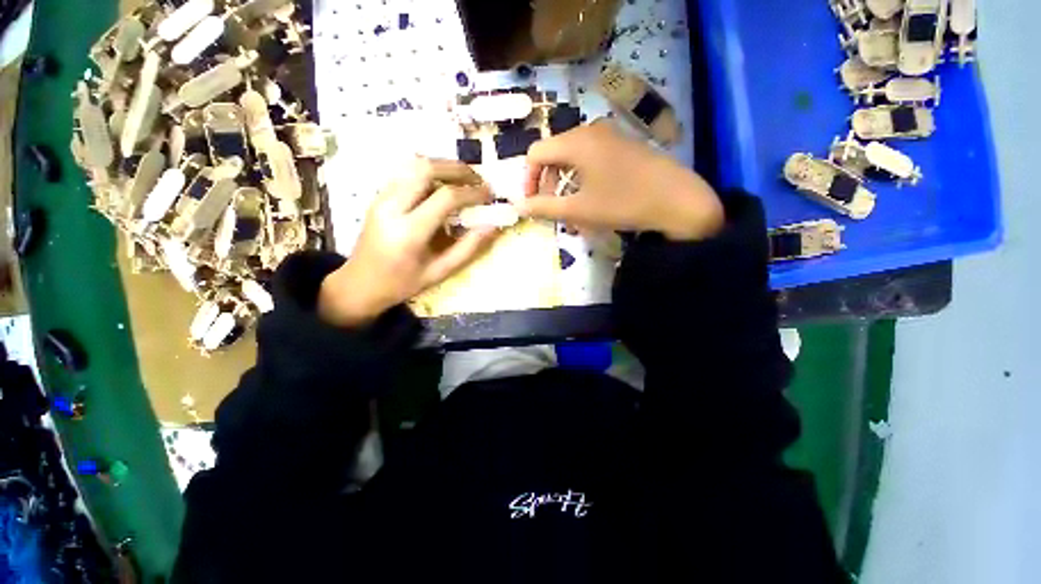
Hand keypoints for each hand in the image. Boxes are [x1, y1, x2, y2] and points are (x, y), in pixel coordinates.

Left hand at [319, 158, 497, 325]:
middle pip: (426, 169)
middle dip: (458, 169)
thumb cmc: (402, 283)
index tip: (489, 195)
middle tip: (478, 179)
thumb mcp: (440, 272)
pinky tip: (442, 183)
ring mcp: (381, 198)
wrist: (360, 284)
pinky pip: (405, 172)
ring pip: (414, 164)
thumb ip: (468, 248)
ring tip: (464, 178)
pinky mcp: (378, 196)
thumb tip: (493, 226)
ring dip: (443, 166)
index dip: (472, 192)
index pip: (446, 197)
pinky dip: (429, 171)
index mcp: (409, 231)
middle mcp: (392, 207)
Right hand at [519, 120, 724, 240]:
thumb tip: (520, 207)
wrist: (677, 200)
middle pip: (553, 152)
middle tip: (552, 207)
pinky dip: (581, 176)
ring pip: (572, 155)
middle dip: (546, 182)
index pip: (536, 153)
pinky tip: (591, 195)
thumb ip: (545, 207)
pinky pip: (590, 156)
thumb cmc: (623, 204)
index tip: (533, 203)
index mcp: (576, 141)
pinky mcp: (623, 144)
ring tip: (571, 206)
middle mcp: (590, 130)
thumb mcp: (578, 210)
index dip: (528, 179)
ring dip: (564, 181)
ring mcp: (609, 134)